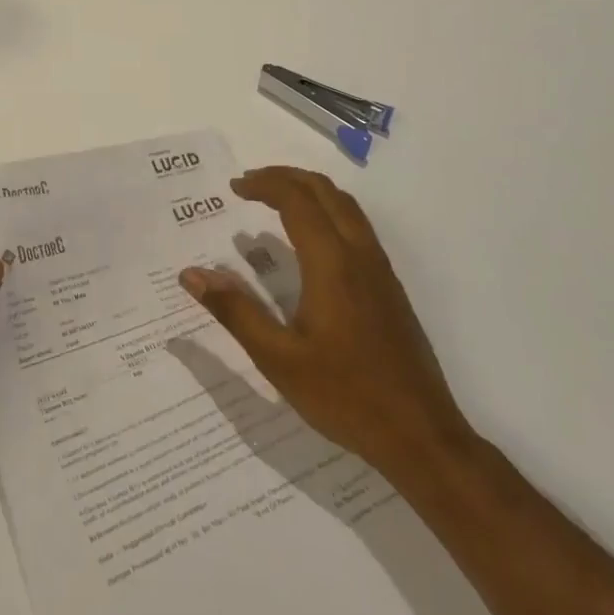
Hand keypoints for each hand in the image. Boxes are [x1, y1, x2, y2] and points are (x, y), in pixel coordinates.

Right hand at [180, 166, 470, 476]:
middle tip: (250, 184)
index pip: (295, 199)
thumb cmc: (345, 396)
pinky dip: (327, 211)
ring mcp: (380, 270)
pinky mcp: (390, 287)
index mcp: (331, 263)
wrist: (422, 437)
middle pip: (324, 191)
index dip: (263, 184)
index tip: (234, 187)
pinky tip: (310, 242)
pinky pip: (357, 226)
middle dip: (285, 177)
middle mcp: (359, 254)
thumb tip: (190, 275)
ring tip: (276, 201)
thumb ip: (234, 310)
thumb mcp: (278, 358)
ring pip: (345, 206)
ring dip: (309, 191)